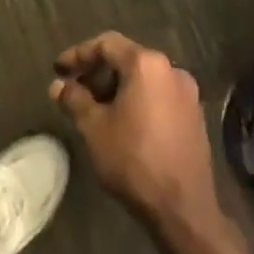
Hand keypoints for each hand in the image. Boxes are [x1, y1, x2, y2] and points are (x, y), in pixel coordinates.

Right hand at [50, 32, 224, 233]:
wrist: (183, 209)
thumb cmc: (133, 160)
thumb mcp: (94, 128)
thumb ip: (74, 99)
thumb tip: (58, 85)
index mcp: (146, 64)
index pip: (106, 44)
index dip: (78, 54)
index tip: (58, 70)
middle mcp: (171, 69)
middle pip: (127, 59)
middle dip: (97, 73)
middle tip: (75, 93)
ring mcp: (187, 93)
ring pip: (143, 79)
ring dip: (117, 88)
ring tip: (96, 112)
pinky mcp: (195, 116)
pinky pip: (159, 96)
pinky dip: (137, 101)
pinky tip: (123, 125)